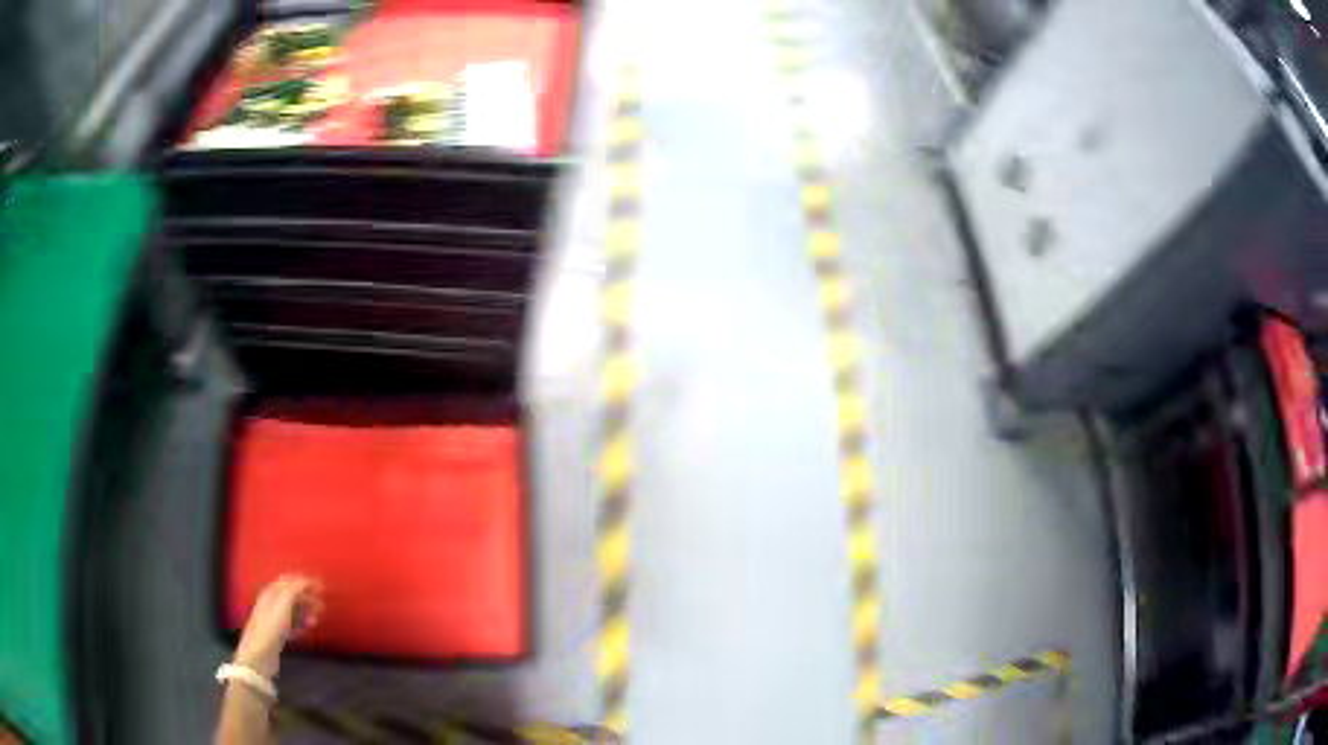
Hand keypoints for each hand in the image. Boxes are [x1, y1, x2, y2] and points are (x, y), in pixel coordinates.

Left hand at [233, 575, 322, 678]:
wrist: (259, 655)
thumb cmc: (270, 628)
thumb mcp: (283, 605)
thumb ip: (294, 590)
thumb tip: (306, 580)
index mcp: (271, 592)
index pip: (289, 580)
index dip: (305, 582)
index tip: (321, 588)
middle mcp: (272, 602)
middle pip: (292, 594)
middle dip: (308, 598)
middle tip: (322, 606)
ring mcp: (274, 618)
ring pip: (294, 609)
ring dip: (306, 612)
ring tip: (316, 620)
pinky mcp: (278, 633)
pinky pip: (293, 623)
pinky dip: (302, 623)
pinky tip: (307, 629)